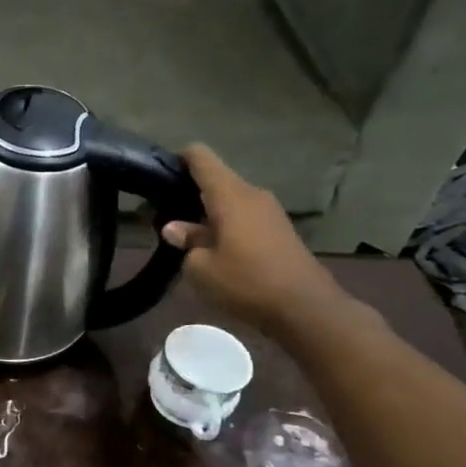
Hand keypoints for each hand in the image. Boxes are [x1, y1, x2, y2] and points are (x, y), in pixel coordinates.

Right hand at [161, 144, 351, 335]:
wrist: (306, 309)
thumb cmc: (246, 283)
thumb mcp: (201, 267)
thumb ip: (186, 241)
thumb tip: (175, 228)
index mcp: (230, 195)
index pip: (201, 157)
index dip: (178, 158)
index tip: (159, 173)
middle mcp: (252, 194)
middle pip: (216, 178)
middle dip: (190, 190)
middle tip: (165, 212)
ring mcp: (270, 211)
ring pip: (230, 198)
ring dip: (208, 209)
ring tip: (187, 233)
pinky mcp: (279, 229)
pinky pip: (245, 214)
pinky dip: (226, 222)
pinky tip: (215, 246)